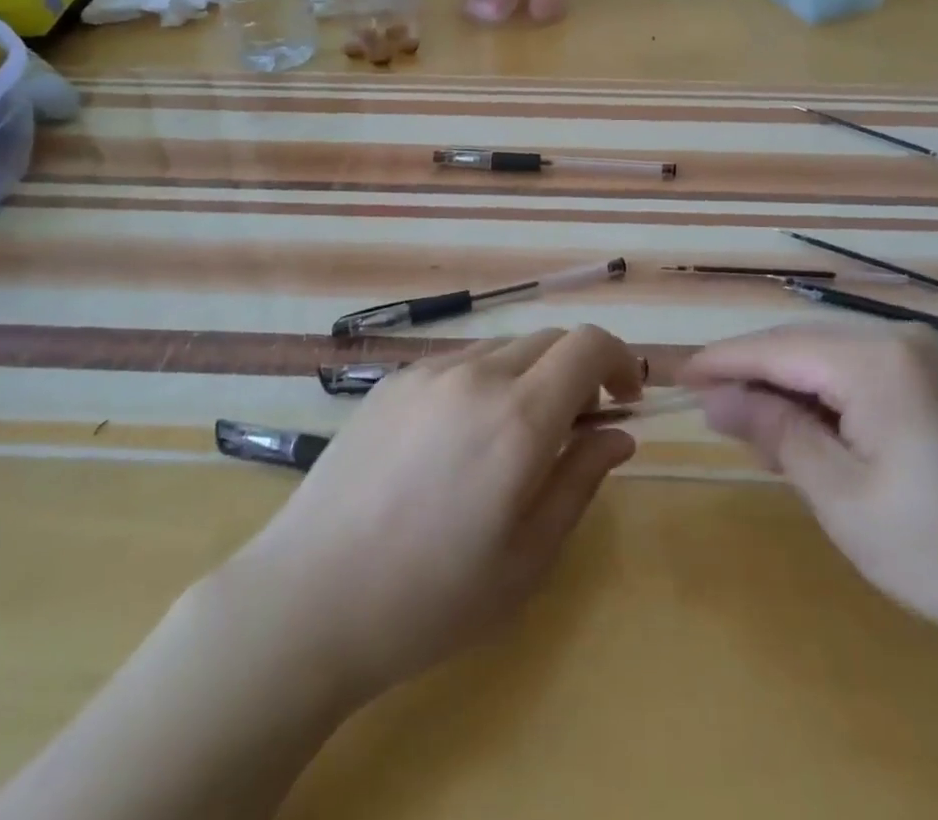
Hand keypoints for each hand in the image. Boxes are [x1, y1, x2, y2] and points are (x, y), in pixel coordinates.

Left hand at [220, 324, 642, 706]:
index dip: (620, 360)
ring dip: (531, 376)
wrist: (310, 597)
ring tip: (516, 438)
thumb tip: (618, 434)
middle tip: (577, 428)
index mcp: (518, 417)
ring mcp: (428, 372)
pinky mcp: (393, 381)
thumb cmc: (432, 597)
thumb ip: (580, 480)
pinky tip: (461, 439)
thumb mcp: (527, 557)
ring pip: (504, 349)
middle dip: (578, 372)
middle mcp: (476, 375)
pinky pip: (459, 363)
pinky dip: (485, 382)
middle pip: (549, 340)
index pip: (588, 344)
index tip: (626, 399)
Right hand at [680, 324, 937, 674]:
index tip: (676, 377)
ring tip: (746, 418)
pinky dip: (822, 393)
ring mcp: (925, 356)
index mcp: (878, 360)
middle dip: (751, 371)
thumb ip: (775, 431)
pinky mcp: (937, 379)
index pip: (777, 346)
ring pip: (827, 354)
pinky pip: (858, 370)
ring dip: (785, 383)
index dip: (722, 360)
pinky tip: (804, 423)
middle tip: (706, 406)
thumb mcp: (841, 496)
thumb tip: (715, 396)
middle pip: (801, 342)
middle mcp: (901, 339)